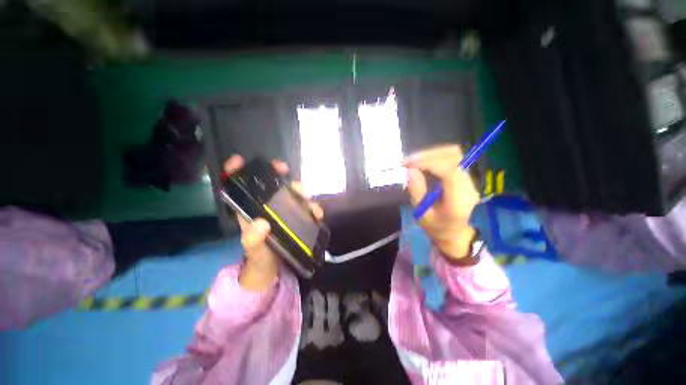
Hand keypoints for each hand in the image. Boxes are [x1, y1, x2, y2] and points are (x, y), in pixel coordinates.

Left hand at [223, 155, 323, 290]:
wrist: (274, 270)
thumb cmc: (259, 259)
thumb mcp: (254, 250)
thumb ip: (253, 240)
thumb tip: (262, 223)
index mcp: (251, 211)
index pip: (240, 188)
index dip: (237, 172)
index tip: (241, 160)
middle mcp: (267, 207)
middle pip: (271, 185)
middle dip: (277, 174)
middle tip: (285, 171)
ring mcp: (283, 212)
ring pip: (291, 193)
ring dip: (300, 192)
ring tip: (307, 198)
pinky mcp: (296, 218)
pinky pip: (305, 208)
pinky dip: (312, 207)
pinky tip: (317, 214)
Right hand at [403, 145, 480, 262]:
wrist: (454, 232)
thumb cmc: (436, 227)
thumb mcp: (421, 214)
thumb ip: (417, 192)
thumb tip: (411, 170)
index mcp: (458, 201)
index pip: (450, 171)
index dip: (429, 163)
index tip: (409, 165)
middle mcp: (468, 186)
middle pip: (453, 157)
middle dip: (427, 155)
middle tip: (407, 161)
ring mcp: (469, 179)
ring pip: (452, 154)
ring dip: (430, 154)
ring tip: (412, 161)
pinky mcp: (464, 175)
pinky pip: (450, 158)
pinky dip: (433, 157)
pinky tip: (421, 163)